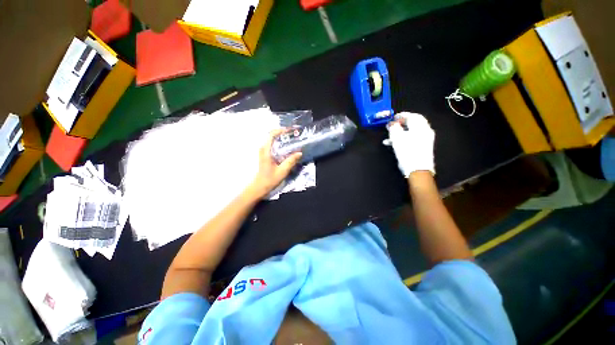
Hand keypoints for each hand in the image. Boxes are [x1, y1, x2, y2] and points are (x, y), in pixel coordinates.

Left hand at [248, 129, 302, 199]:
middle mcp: (263, 149)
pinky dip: (280, 144)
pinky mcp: (266, 155)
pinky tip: (287, 148)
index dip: (280, 130)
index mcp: (266, 151)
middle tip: (294, 135)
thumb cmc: (270, 179)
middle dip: (283, 133)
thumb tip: (299, 153)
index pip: (271, 135)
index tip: (290, 130)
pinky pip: (273, 145)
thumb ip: (291, 161)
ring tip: (292, 140)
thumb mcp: (282, 171)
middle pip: (272, 136)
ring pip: (272, 140)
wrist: (260, 187)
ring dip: (282, 138)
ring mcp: (264, 152)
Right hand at [386, 112, 434, 176]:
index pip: (412, 116)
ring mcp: (425, 140)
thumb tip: (392, 123)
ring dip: (400, 132)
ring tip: (389, 136)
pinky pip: (412, 139)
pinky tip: (394, 143)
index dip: (402, 115)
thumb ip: (394, 128)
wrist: (418, 169)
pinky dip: (403, 138)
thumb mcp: (397, 138)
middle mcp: (425, 131)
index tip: (393, 117)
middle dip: (401, 124)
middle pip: (413, 123)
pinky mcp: (423, 147)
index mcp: (420, 127)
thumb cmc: (407, 151)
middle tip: (392, 125)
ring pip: (411, 132)